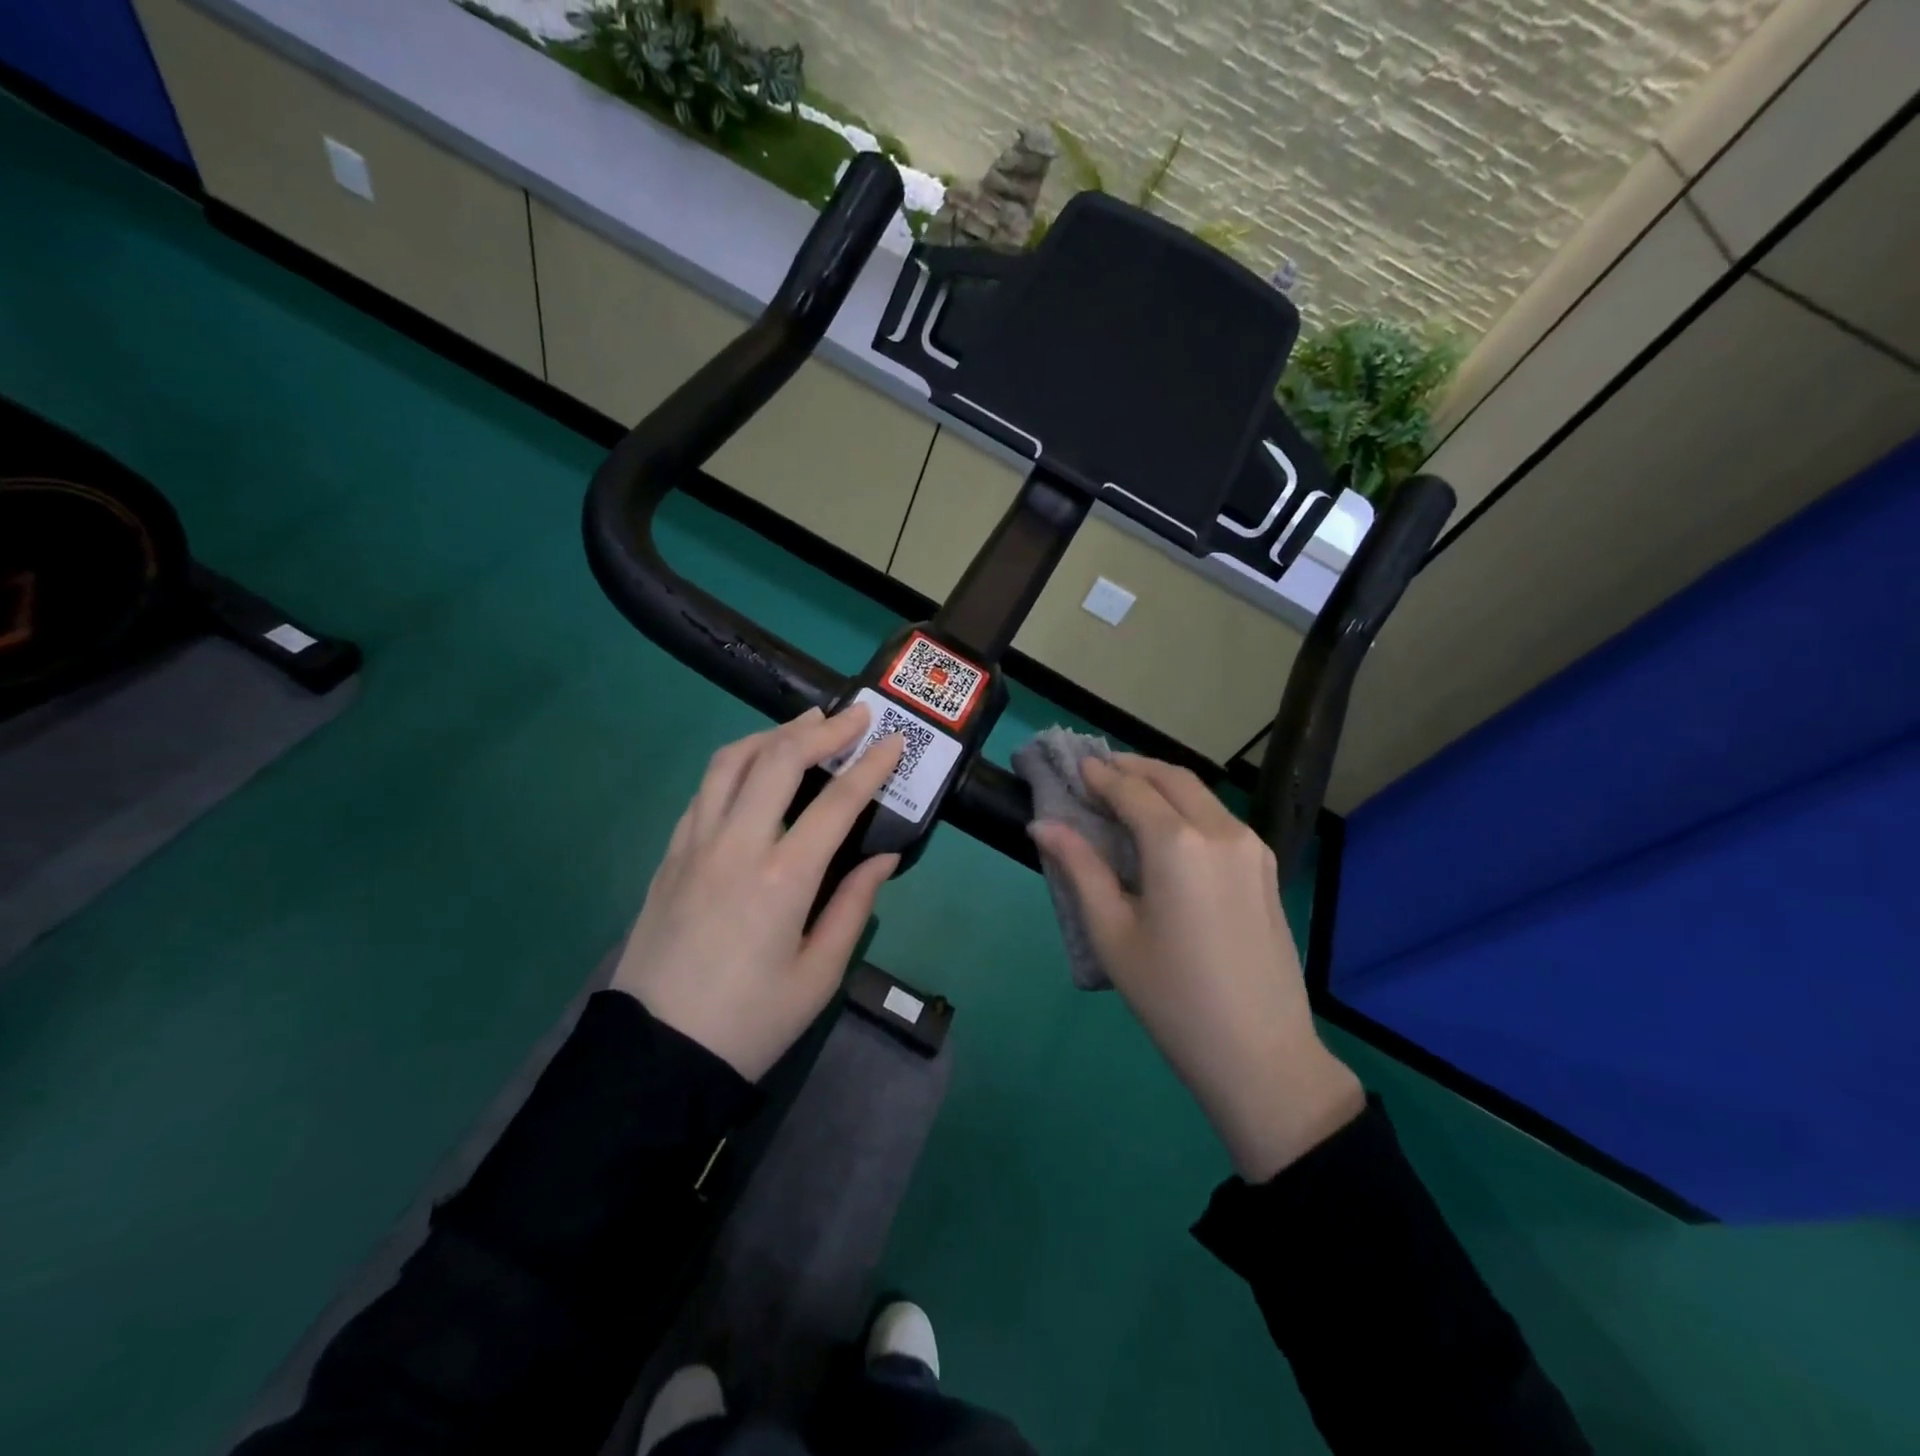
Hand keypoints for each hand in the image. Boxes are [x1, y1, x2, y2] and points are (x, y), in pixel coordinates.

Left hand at [612, 705, 903, 1080]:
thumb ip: (853, 906)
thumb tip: (883, 856)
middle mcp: (735, 846)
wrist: (655, 1055)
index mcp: (782, 879)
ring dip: (772, 734)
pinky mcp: (670, 855)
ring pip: (730, 763)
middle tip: (854, 714)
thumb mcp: (818, 975)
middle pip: (777, 760)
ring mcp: (694, 845)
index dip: (870, 766)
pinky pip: (704, 791)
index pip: (836, 803)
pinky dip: (736, 764)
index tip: (892, 741)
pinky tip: (754, 769)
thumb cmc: (750, 1023)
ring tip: (804, 725)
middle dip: (821, 729)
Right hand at [1030, 755, 1364, 1180]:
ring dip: (1161, 784)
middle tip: (1097, 773)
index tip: (1073, 766)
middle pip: (1171, 778)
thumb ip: (1079, 868)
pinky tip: (1166, 829)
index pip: (1131, 788)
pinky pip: (1219, 819)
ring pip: (1201, 794)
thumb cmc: (1172, 996)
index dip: (1099, 774)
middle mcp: (1220, 830)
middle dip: (1132, 768)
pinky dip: (1187, 807)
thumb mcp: (1112, 933)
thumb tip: (1042, 826)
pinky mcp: (1266, 868)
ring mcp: (1251, 847)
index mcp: (1178, 843)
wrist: (1260, 1053)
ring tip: (1126, 795)